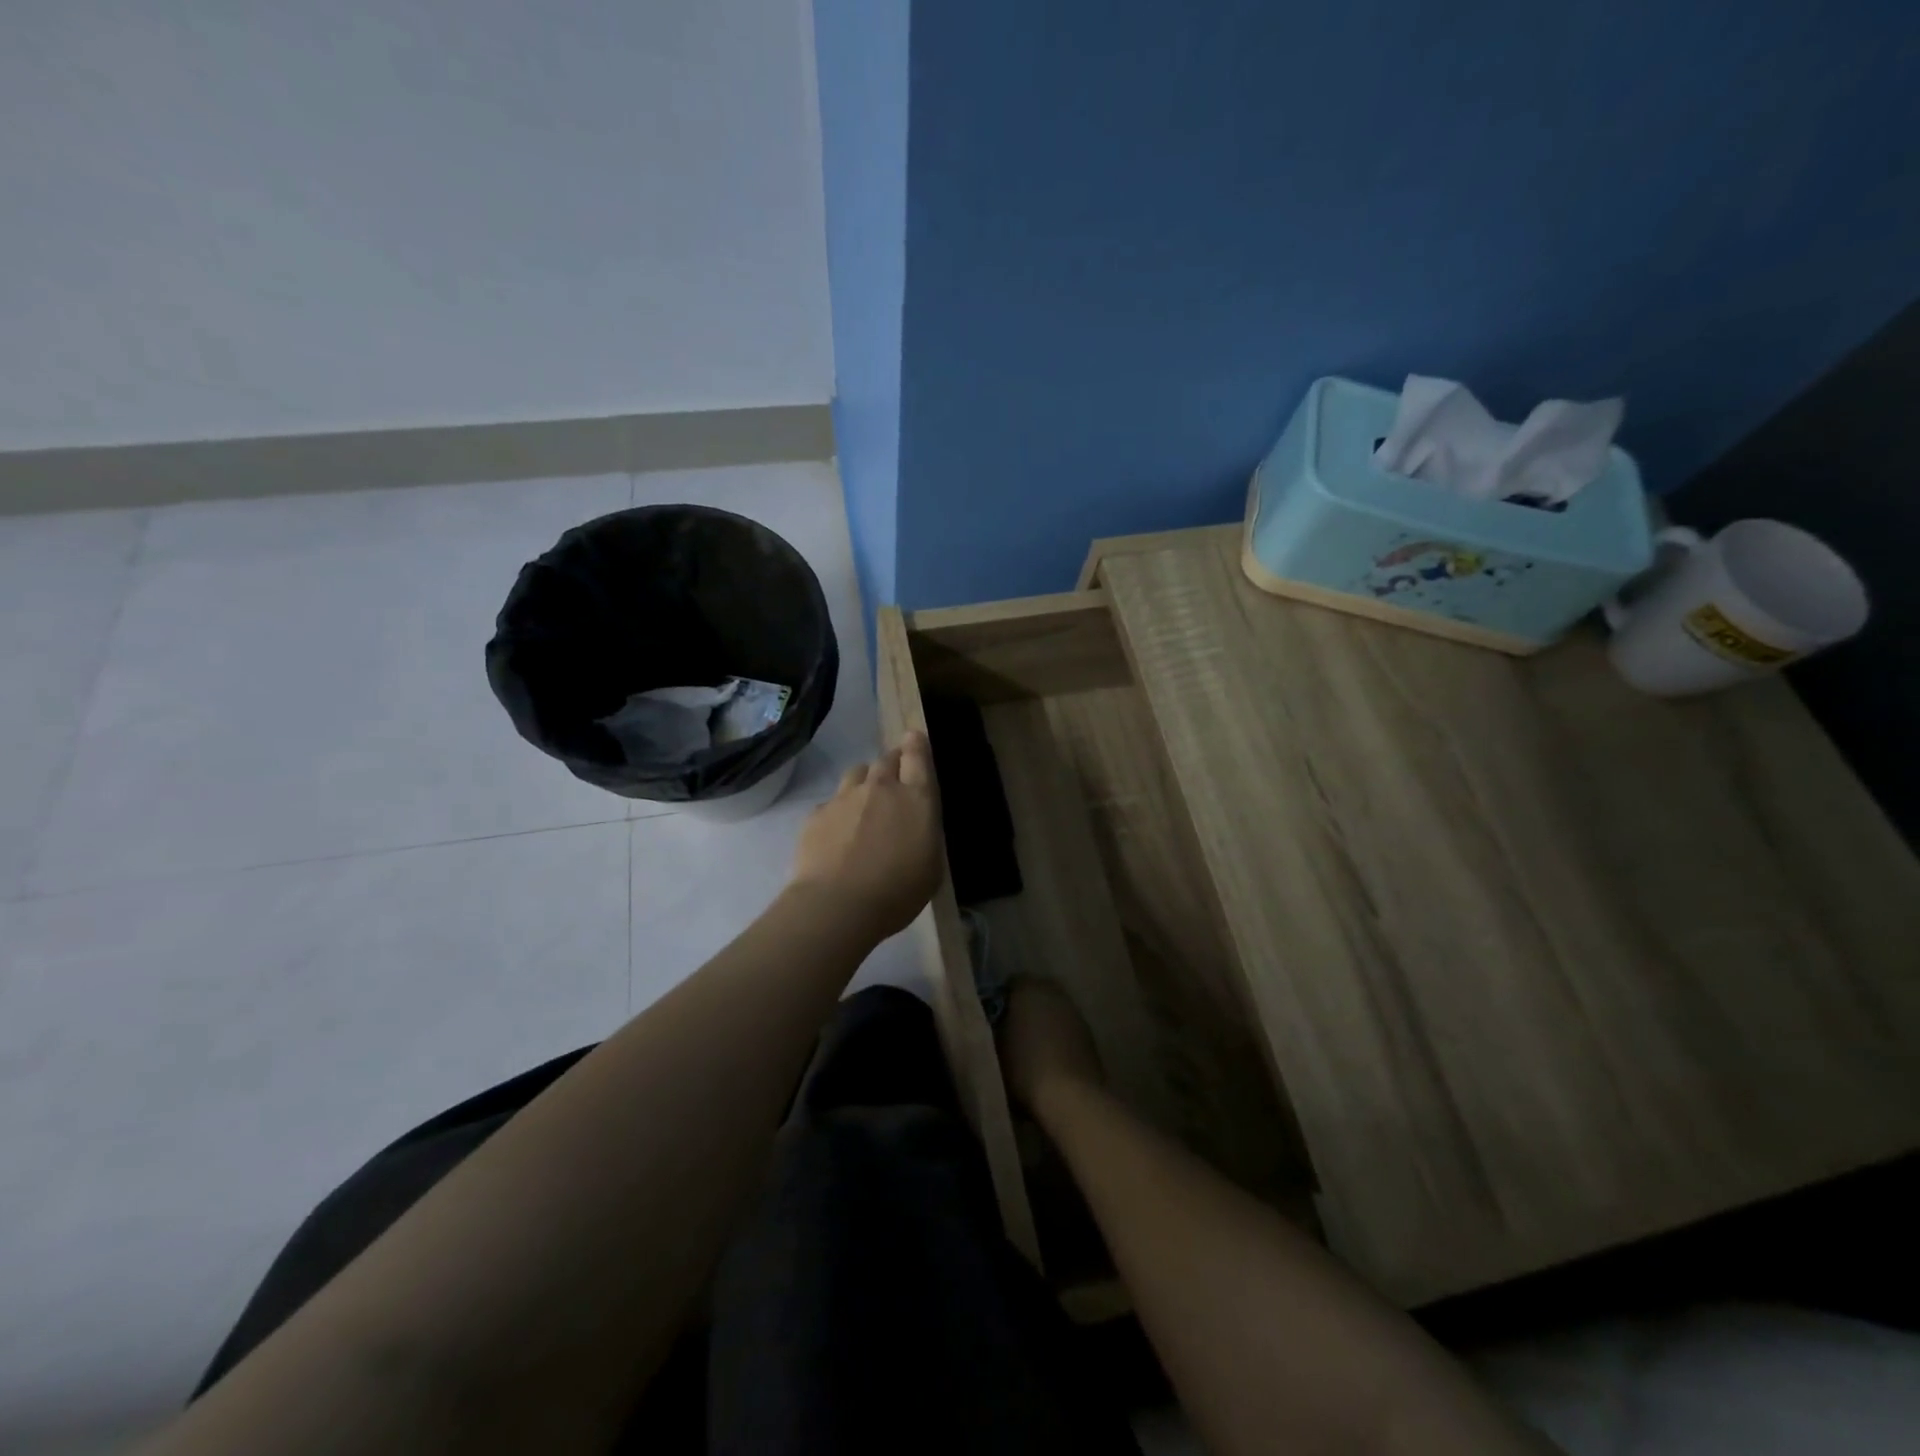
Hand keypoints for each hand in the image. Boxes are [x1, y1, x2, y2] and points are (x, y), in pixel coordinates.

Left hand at [790, 731, 943, 941]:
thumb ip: (924, 835)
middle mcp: (882, 788)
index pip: (918, 756)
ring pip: (857, 773)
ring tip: (864, 801)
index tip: (913, 737)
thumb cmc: (897, 893)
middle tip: (894, 776)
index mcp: (917, 799)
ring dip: (865, 781)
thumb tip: (916, 825)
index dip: (916, 745)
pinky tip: (837, 833)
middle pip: (887, 759)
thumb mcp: (931, 867)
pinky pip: (833, 801)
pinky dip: (839, 810)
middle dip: (893, 762)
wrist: (838, 905)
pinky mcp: (818, 813)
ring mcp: (846, 797)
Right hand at [999, 979, 1104, 1115]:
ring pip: (1054, 1009)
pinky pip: (1067, 1027)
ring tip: (1032, 1047)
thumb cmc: (1025, 1068)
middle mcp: (1054, 992)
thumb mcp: (995, 1046)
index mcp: (1028, 988)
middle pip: (1036, 993)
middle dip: (1025, 1007)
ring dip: (1045, 1021)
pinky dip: (1059, 1036)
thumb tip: (995, 1019)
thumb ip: (994, 1025)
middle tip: (1012, 1031)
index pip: (1011, 982)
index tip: (994, 1018)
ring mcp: (1075, 1012)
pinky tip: (1051, 1057)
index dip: (1002, 999)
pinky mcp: (1089, 1034)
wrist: (1070, 1098)